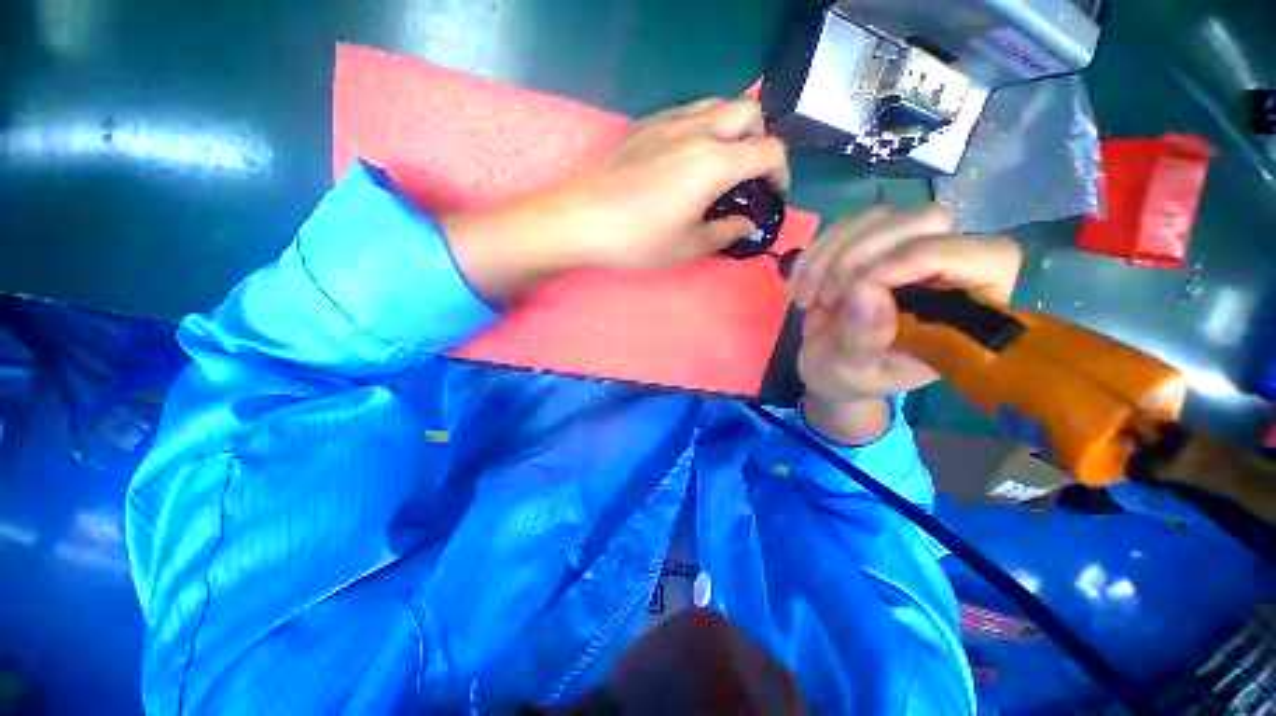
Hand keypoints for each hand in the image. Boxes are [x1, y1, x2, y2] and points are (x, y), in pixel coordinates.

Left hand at [564, 97, 790, 269]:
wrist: (584, 218)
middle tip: (749, 172)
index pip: (769, 151)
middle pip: (750, 113)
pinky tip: (688, 156)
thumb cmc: (639, 239)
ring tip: (722, 161)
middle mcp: (699, 130)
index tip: (773, 193)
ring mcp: (671, 121)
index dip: (781, 172)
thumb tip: (747, 223)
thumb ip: (726, 232)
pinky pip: (690, 111)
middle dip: (761, 139)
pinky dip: (704, 126)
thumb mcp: (689, 246)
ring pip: (719, 105)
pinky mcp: (648, 124)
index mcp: (715, 163)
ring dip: (733, 128)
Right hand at [787, 206, 1020, 441]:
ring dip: (831, 255)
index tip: (855, 288)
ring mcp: (908, 248)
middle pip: (928, 222)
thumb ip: (863, 342)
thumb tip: (863, 292)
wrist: (825, 365)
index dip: (921, 258)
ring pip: (880, 218)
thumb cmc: (848, 378)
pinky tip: (799, 282)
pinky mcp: (872, 242)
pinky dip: (816, 252)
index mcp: (966, 311)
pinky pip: (847, 225)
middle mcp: (948, 270)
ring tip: (806, 295)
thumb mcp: (852, 373)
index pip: (983, 257)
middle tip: (824, 298)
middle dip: (862, 256)